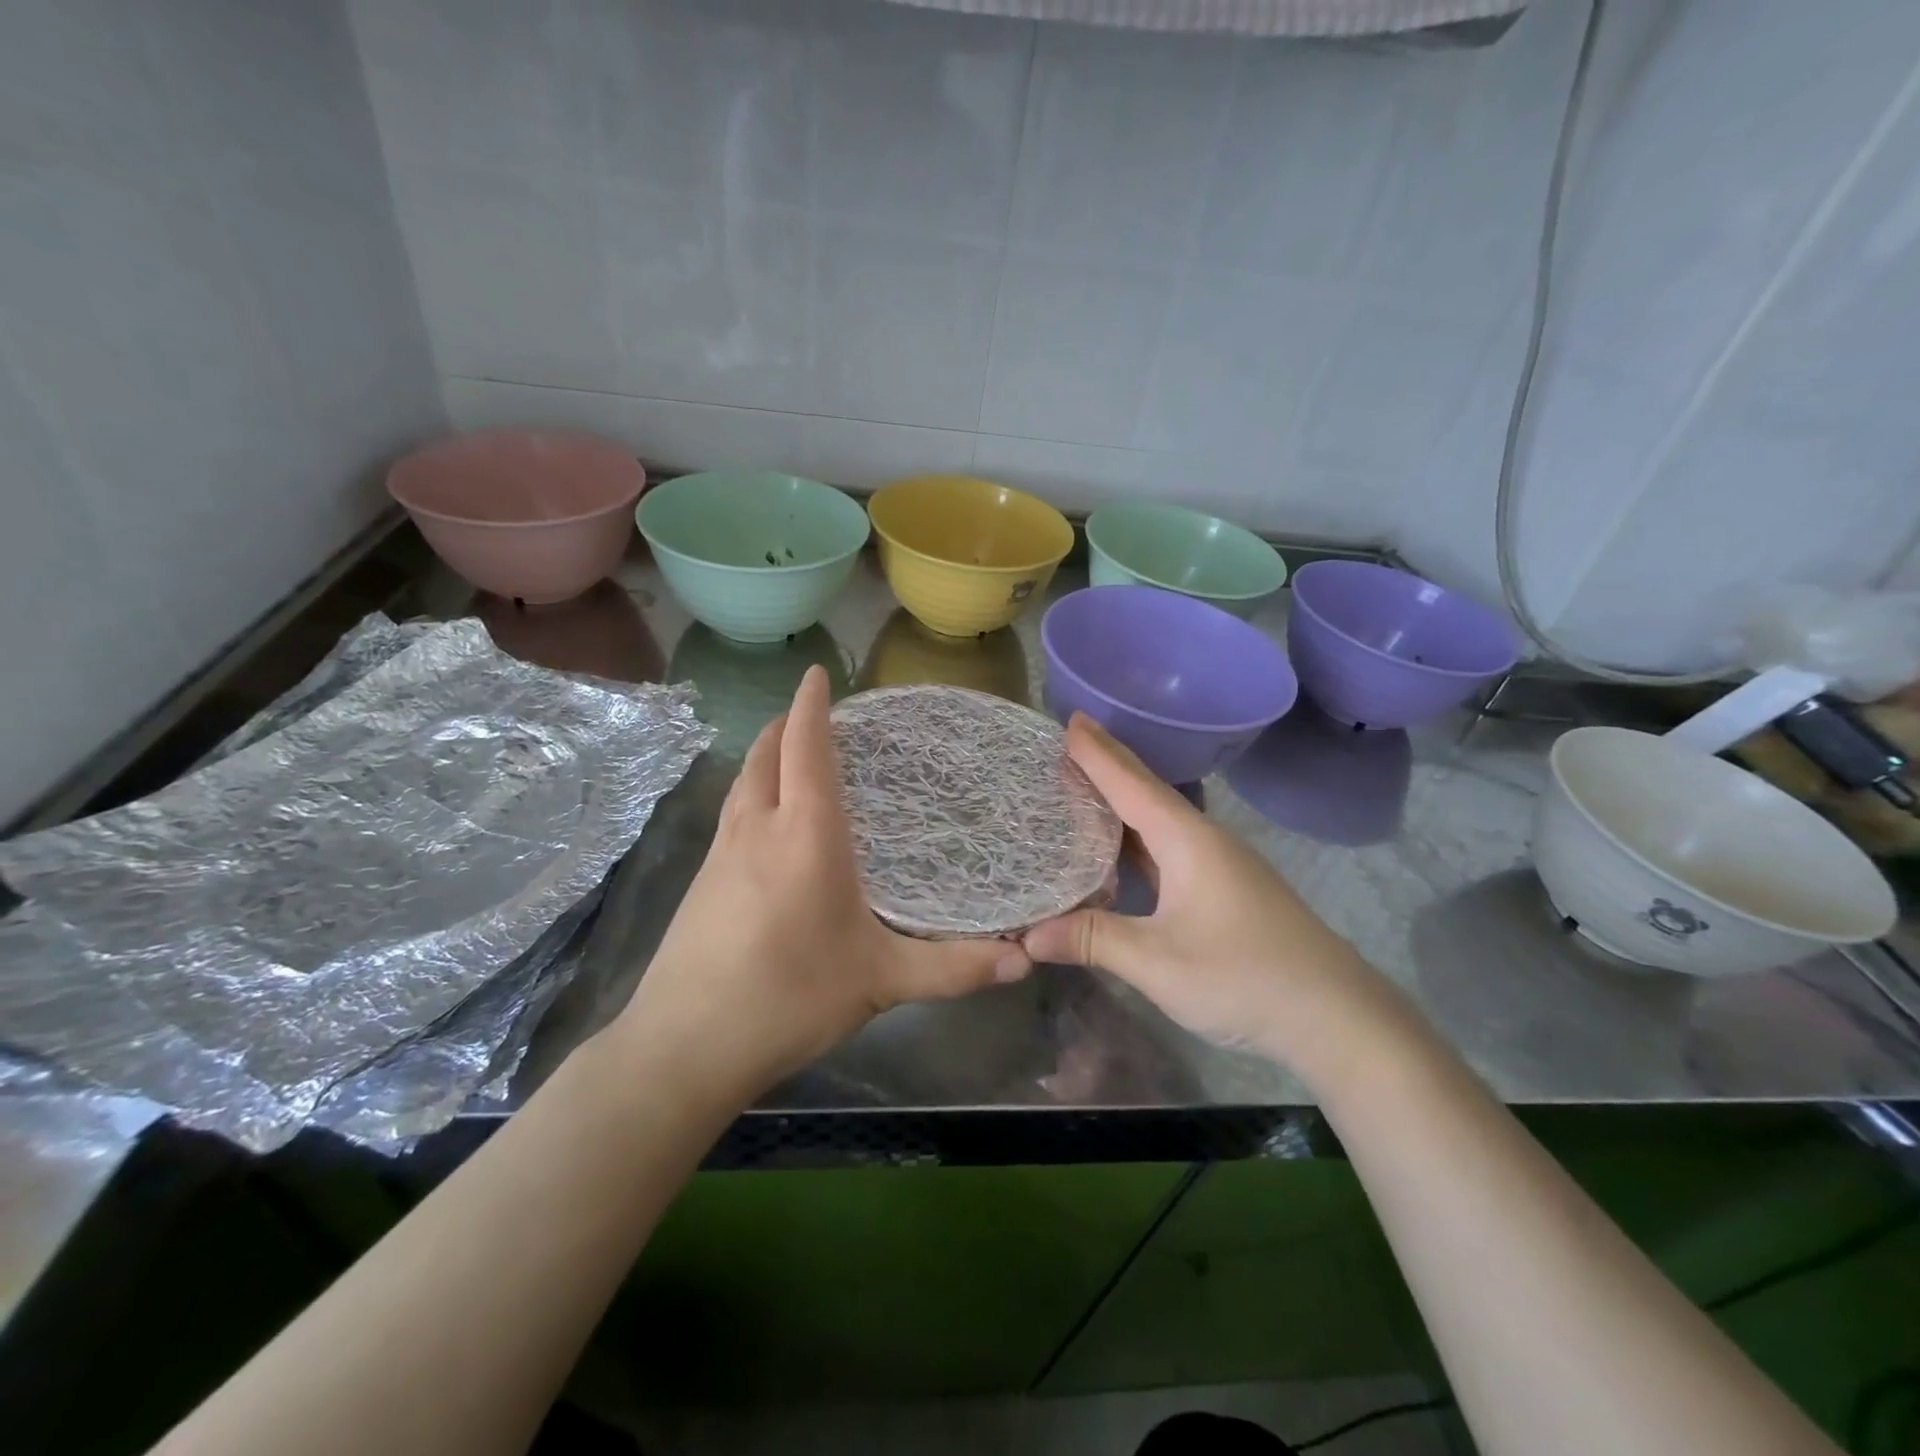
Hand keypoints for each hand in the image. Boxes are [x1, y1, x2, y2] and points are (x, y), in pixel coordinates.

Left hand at [613, 665, 1029, 1104]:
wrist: (684, 1045)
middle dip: (785, 723)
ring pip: (743, 781)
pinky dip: (752, 792)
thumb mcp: (881, 981)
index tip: (817, 673)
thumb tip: (1024, 959)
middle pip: (766, 753)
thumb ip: (954, 967)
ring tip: (789, 754)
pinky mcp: (700, 880)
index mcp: (806, 833)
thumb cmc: (790, 998)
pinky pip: (732, 813)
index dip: (811, 705)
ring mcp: (721, 852)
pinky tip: (765, 822)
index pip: (806, 746)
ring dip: (764, 755)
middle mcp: (759, 827)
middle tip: (812, 713)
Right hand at [1022, 716, 1396, 1077]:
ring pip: (1157, 820)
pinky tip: (1118, 848)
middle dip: (1107, 764)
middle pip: (1145, 791)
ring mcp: (1217, 864)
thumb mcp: (1158, 962)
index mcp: (1186, 840)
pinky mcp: (1223, 888)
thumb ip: (1092, 940)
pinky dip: (1135, 838)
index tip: (1068, 720)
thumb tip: (1028, 935)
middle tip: (1066, 740)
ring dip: (1120, 800)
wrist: (1336, 1016)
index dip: (1096, 753)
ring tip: (1081, 784)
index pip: (1130, 783)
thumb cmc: (1244, 977)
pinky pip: (1167, 847)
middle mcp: (1202, 839)